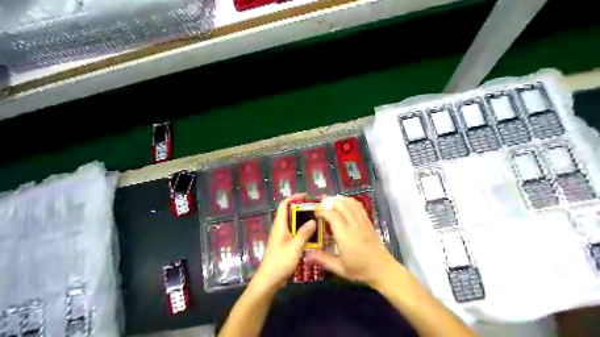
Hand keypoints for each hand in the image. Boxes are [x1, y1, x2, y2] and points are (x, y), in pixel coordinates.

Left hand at [251, 193, 315, 289]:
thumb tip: (313, 220)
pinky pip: (295, 233)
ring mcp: (283, 237)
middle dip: (302, 209)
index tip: (306, 196)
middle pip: (290, 213)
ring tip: (317, 220)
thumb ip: (304, 233)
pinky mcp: (285, 245)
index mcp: (279, 225)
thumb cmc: (280, 261)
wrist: (269, 279)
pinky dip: (303, 231)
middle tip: (316, 209)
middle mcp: (280, 228)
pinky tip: (313, 236)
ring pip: (293, 224)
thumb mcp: (294, 247)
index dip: (293, 198)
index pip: (284, 205)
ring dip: (304, 221)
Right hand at [309, 196, 396, 288]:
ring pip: (350, 203)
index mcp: (345, 236)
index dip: (322, 211)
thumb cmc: (360, 270)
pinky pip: (358, 206)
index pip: (332, 215)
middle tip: (321, 206)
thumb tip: (306, 256)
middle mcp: (354, 225)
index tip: (315, 213)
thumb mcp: (339, 268)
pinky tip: (344, 204)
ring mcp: (363, 221)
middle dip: (329, 202)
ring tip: (330, 203)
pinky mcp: (368, 221)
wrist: (383, 269)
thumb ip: (323, 260)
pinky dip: (349, 201)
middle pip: (341, 205)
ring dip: (339, 200)